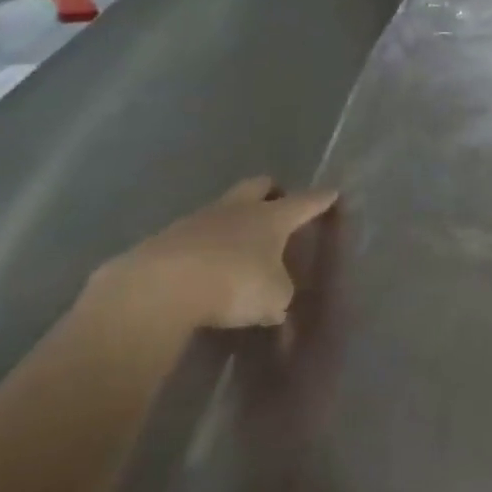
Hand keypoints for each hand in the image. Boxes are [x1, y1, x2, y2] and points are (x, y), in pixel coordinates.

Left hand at [88, 176, 337, 331]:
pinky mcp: (165, 239)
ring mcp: (199, 219)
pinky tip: (203, 268)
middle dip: (272, 192)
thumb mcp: (272, 298)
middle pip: (260, 186)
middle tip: (278, 204)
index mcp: (272, 217)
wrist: (159, 287)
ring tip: (239, 244)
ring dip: (234, 220)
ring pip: (225, 208)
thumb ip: (279, 296)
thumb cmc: (234, 283)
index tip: (332, 192)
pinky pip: (194, 235)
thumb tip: (278, 305)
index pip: (305, 202)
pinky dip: (203, 247)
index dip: (321, 199)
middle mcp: (239, 209)